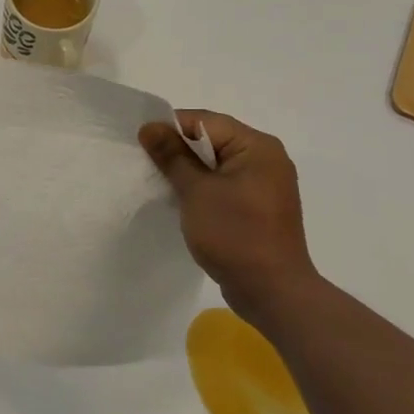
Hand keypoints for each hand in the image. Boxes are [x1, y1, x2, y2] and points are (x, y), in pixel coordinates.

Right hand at [138, 110, 321, 321]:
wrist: (272, 291)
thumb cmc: (235, 234)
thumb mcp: (196, 191)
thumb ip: (172, 156)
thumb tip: (150, 127)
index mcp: (257, 146)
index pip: (205, 122)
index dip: (170, 129)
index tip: (141, 145)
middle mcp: (266, 159)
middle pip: (212, 140)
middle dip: (178, 150)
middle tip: (146, 164)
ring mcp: (264, 184)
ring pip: (216, 165)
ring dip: (188, 172)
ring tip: (160, 184)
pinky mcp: (258, 207)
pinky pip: (224, 185)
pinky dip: (202, 189)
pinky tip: (182, 202)